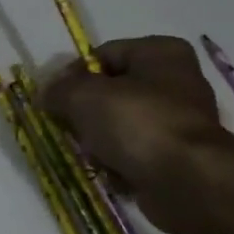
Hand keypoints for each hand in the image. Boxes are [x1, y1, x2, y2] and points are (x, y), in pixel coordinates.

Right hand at [43, 36, 233, 233]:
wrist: (187, 181)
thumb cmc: (137, 124)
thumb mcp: (84, 96)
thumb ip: (59, 90)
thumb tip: (45, 94)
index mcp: (160, 52)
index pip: (103, 54)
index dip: (73, 75)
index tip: (54, 99)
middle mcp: (175, 81)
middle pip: (111, 92)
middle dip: (85, 113)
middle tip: (68, 128)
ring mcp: (178, 121)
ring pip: (119, 125)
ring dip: (98, 141)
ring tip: (91, 154)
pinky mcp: (177, 156)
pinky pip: (134, 154)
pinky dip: (118, 163)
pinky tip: (111, 173)